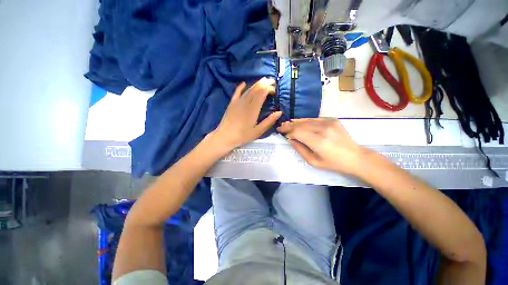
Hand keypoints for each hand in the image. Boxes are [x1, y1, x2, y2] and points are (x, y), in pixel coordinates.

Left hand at [211, 78, 281, 150]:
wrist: (225, 137)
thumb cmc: (243, 136)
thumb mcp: (258, 131)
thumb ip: (269, 121)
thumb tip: (279, 112)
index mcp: (253, 109)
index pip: (262, 93)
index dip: (269, 89)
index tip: (274, 91)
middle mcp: (246, 102)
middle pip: (256, 89)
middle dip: (264, 83)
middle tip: (272, 81)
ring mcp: (237, 102)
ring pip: (248, 89)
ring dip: (256, 84)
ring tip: (263, 80)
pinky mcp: (231, 104)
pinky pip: (236, 93)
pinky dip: (240, 87)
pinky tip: (244, 83)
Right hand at [277, 118, 367, 174]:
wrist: (355, 157)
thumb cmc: (333, 163)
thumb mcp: (313, 161)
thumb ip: (300, 149)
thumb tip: (290, 139)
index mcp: (318, 141)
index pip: (297, 132)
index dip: (288, 131)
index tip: (281, 132)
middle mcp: (323, 129)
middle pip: (301, 124)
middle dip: (289, 125)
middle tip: (281, 126)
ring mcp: (329, 122)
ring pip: (307, 120)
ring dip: (295, 122)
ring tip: (287, 123)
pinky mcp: (332, 120)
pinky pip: (314, 119)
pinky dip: (305, 120)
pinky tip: (299, 122)